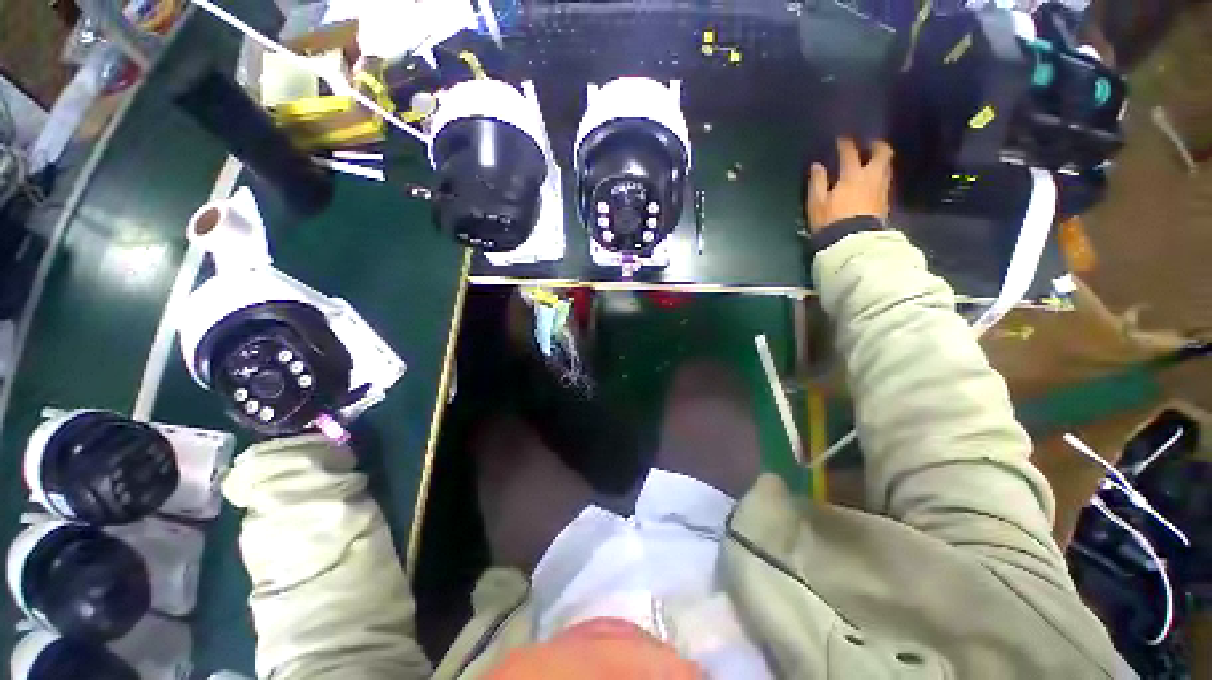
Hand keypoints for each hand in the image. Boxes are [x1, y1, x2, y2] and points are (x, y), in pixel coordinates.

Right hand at [807, 138, 893, 232]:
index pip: (850, 153)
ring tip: (873, 161)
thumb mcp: (817, 204)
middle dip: (876, 146)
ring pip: (886, 167)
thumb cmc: (831, 221)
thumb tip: (817, 166)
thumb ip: (817, 183)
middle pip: (882, 154)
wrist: (852, 242)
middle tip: (869, 144)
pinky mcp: (885, 202)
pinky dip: (880, 176)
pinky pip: (885, 181)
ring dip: (881, 161)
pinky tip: (873, 181)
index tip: (841, 139)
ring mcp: (881, 189)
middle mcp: (871, 177)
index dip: (845, 144)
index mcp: (852, 176)